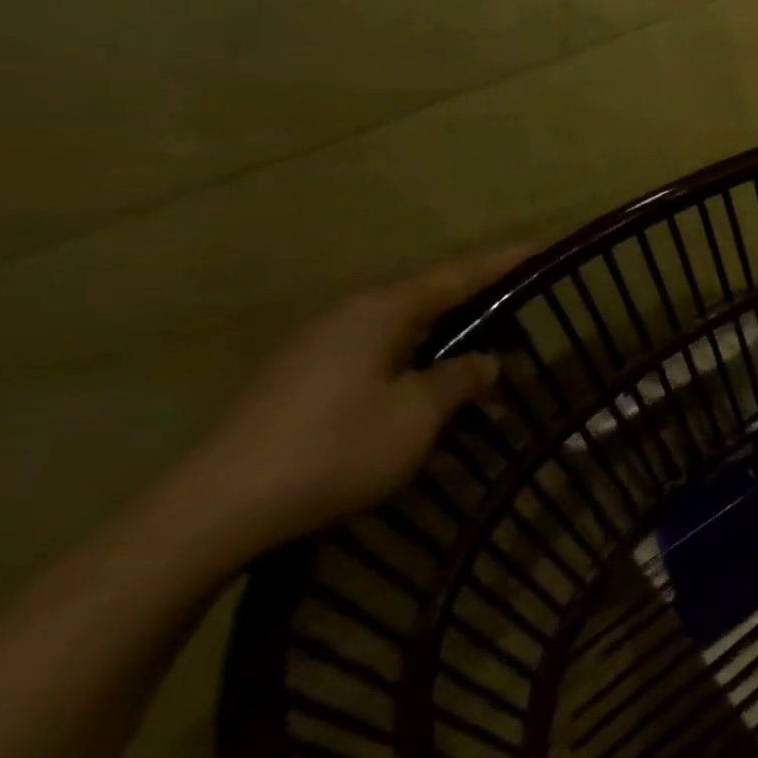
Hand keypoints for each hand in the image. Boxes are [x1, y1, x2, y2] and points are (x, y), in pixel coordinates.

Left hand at [179, 246, 529, 551]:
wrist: (213, 510)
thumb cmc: (335, 448)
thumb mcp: (418, 414)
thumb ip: (460, 379)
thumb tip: (486, 362)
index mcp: (382, 310)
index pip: (460, 274)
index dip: (505, 261)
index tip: (543, 247)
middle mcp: (349, 316)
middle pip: (431, 304)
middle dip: (480, 318)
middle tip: (523, 330)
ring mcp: (318, 348)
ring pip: (404, 340)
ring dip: (446, 359)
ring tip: (483, 388)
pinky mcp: (298, 381)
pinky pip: (375, 366)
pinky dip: (412, 380)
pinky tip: (429, 419)